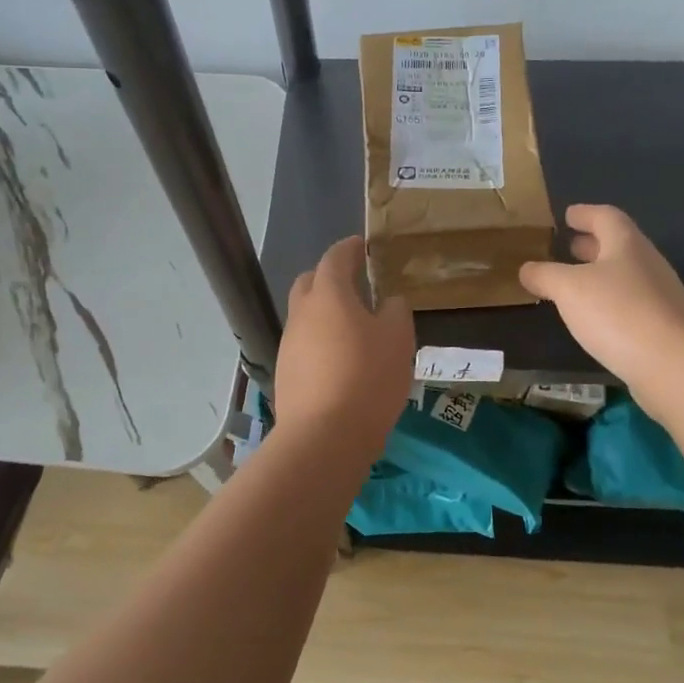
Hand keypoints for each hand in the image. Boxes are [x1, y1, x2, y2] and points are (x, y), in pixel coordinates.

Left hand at [275, 236, 415, 459]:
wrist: (324, 436)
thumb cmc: (368, 377)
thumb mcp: (398, 339)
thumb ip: (395, 311)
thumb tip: (387, 301)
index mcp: (329, 295)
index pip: (334, 258)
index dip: (349, 248)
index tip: (361, 245)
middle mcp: (302, 314)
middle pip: (309, 283)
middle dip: (328, 277)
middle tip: (355, 284)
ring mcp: (289, 345)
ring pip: (305, 317)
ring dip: (325, 314)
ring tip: (353, 328)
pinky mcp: (285, 374)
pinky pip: (304, 346)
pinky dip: (320, 343)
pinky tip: (340, 362)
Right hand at [519, 205, 683, 416]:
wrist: (676, 366)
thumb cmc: (619, 313)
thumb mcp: (569, 289)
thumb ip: (545, 275)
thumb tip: (527, 269)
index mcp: (626, 244)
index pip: (606, 217)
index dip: (585, 213)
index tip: (568, 214)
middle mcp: (647, 264)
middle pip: (618, 245)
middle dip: (592, 244)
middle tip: (568, 246)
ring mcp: (660, 297)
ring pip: (625, 276)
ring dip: (600, 275)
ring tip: (574, 284)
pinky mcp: (663, 328)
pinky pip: (630, 305)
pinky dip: (609, 303)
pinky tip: (594, 319)